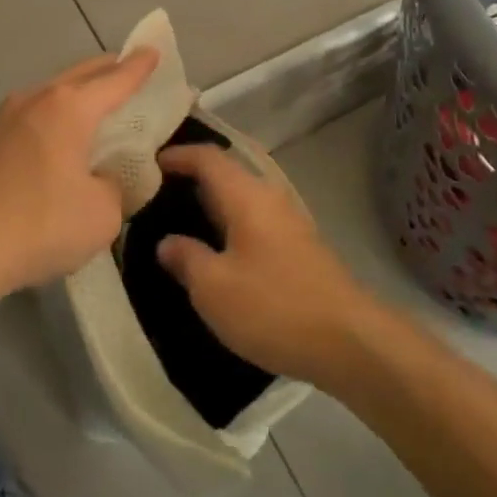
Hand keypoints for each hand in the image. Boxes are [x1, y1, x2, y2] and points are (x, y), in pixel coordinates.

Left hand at [0, 50, 158, 299]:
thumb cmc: (41, 224)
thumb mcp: (102, 214)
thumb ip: (113, 187)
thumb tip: (99, 180)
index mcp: (70, 108)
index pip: (116, 80)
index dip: (139, 67)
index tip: (153, 51)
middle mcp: (37, 100)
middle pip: (81, 74)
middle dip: (108, 69)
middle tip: (128, 68)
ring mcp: (5, 118)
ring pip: (52, 92)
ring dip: (77, 92)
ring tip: (95, 102)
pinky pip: (33, 115)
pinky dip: (55, 115)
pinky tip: (58, 137)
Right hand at [154, 145, 377, 384]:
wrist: (350, 341)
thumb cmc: (274, 306)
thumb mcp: (214, 288)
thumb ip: (186, 258)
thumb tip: (167, 242)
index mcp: (246, 195)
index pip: (207, 157)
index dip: (177, 155)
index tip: (147, 163)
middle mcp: (269, 197)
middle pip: (226, 174)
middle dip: (191, 179)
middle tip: (155, 193)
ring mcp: (289, 222)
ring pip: (241, 199)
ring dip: (211, 204)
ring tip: (180, 221)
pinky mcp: (299, 248)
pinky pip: (254, 221)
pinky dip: (229, 225)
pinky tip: (217, 252)